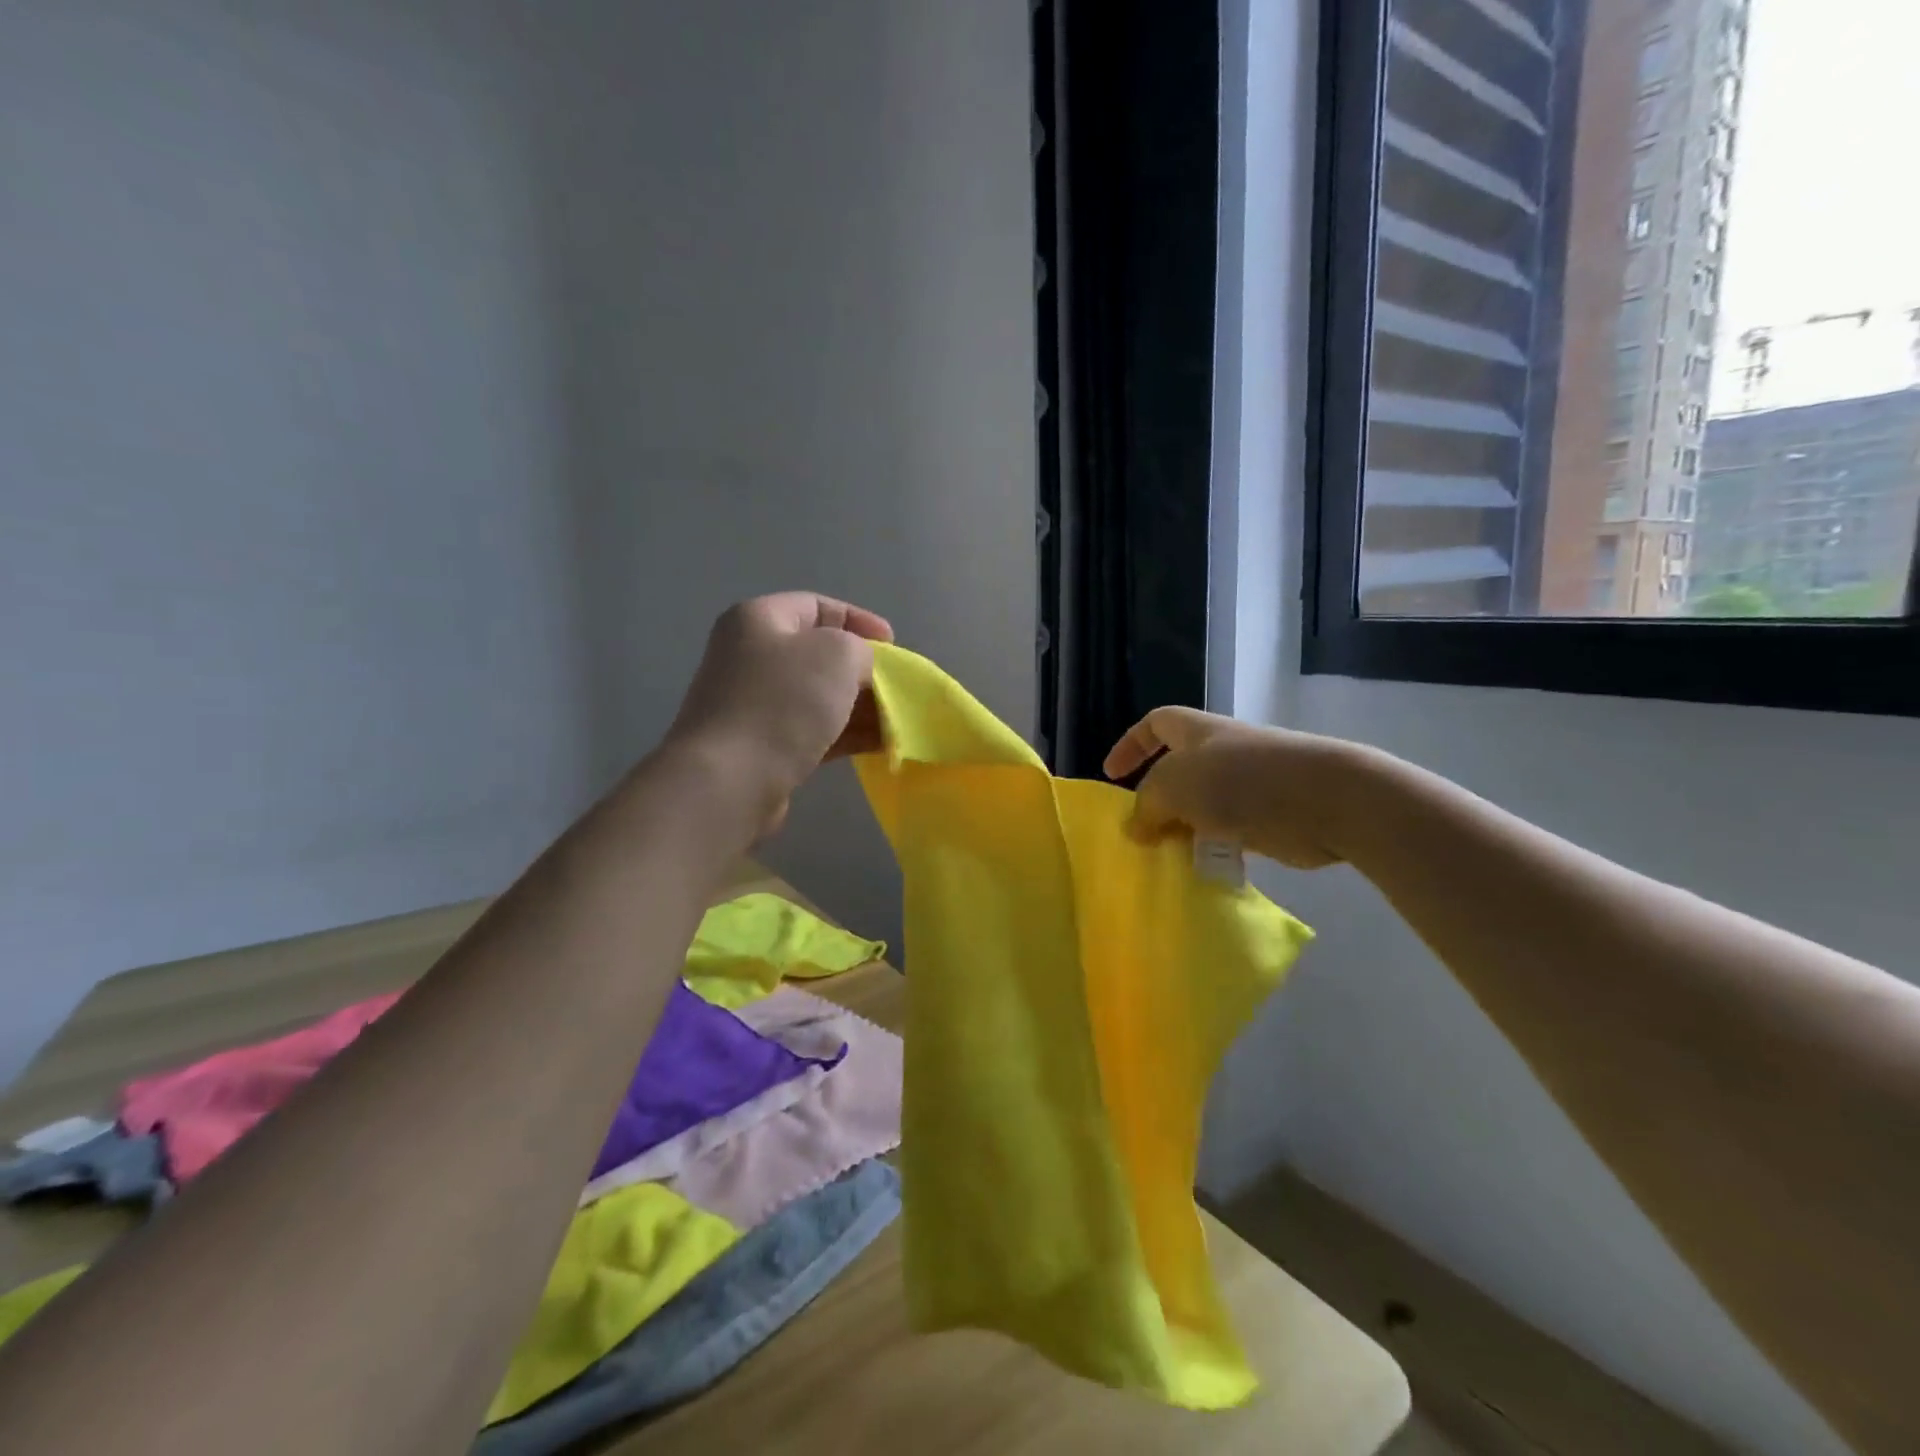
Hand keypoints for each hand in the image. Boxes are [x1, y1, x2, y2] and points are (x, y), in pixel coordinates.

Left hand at [664, 593, 893, 835]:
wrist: (730, 779)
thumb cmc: (784, 702)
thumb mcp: (838, 654)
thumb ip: (860, 649)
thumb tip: (858, 669)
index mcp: (759, 620)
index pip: (817, 606)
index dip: (859, 619)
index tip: (894, 646)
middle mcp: (750, 657)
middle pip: (818, 654)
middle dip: (863, 670)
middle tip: (896, 688)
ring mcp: (753, 704)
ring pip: (818, 697)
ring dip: (859, 707)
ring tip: (895, 723)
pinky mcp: (761, 746)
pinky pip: (812, 730)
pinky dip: (845, 734)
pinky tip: (878, 746)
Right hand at [1103, 707, 1374, 870]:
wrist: (1326, 800)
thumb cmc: (1240, 780)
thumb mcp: (1173, 785)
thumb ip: (1146, 805)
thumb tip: (1136, 828)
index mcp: (1197, 731)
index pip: (1155, 724)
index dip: (1131, 745)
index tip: (1112, 775)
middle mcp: (1221, 753)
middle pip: (1176, 770)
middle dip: (1155, 799)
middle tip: (1139, 829)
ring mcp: (1247, 785)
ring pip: (1200, 806)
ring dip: (1181, 828)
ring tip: (1166, 854)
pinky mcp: (1267, 818)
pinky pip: (1227, 832)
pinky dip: (1212, 847)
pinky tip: (1201, 867)